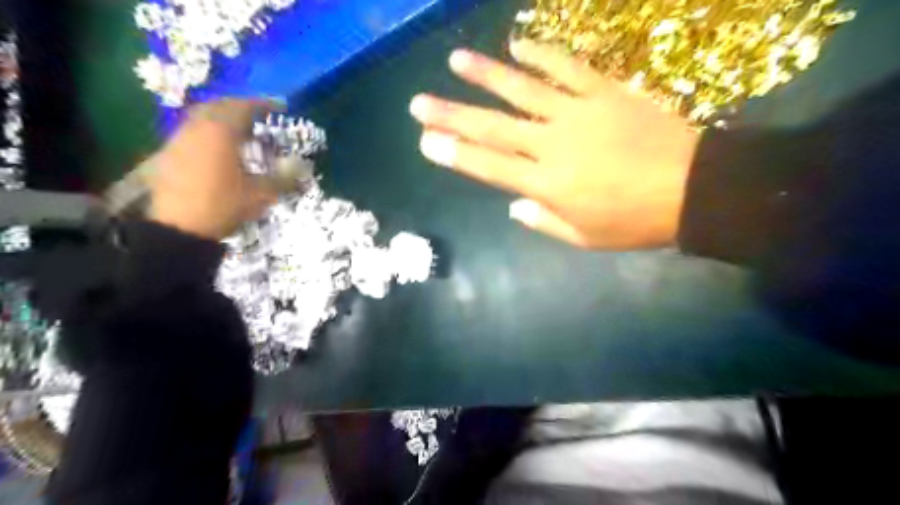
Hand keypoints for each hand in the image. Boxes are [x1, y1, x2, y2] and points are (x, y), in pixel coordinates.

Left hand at [143, 96, 278, 240]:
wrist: (179, 228)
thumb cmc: (223, 206)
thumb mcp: (261, 194)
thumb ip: (284, 178)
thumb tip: (302, 167)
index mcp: (221, 132)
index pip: (244, 107)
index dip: (264, 105)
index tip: (280, 108)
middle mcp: (196, 129)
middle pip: (218, 106)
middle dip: (240, 108)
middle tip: (258, 117)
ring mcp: (178, 140)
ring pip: (201, 119)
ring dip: (221, 120)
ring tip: (239, 134)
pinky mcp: (167, 155)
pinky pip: (191, 134)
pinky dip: (207, 134)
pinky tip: (216, 150)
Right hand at [411, 40, 698, 248]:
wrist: (692, 189)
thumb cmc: (634, 221)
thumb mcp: (585, 238)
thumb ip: (544, 222)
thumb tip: (514, 206)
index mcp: (546, 184)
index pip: (488, 167)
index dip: (455, 154)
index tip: (426, 141)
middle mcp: (551, 145)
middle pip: (492, 127)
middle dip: (452, 115)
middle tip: (420, 103)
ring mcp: (576, 113)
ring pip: (521, 90)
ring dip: (485, 75)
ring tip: (455, 61)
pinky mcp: (603, 91)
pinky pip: (565, 67)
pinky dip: (540, 53)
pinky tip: (516, 43)